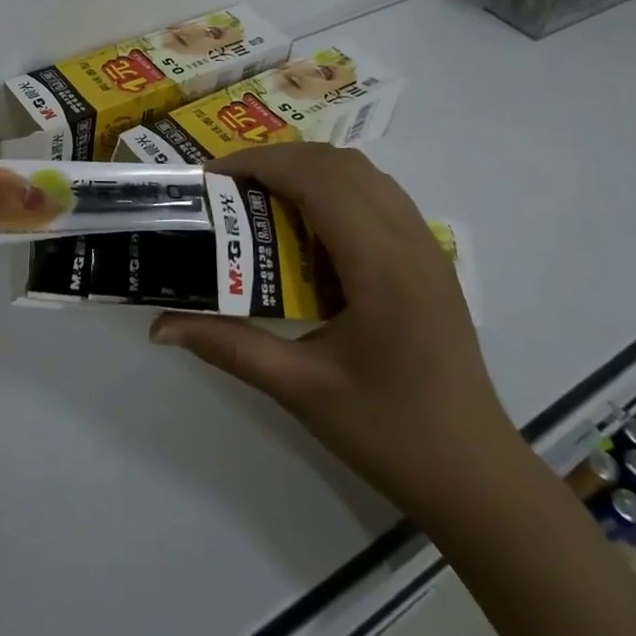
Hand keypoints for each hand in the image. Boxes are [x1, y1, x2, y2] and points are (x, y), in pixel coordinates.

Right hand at [150, 144, 518, 520]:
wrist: (474, 474)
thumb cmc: (389, 432)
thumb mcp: (301, 389)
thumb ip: (229, 346)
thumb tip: (160, 327)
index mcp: (380, 266)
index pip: (317, 180)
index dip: (261, 164)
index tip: (211, 176)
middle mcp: (410, 240)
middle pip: (340, 164)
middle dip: (278, 161)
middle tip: (228, 187)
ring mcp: (427, 247)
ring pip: (365, 174)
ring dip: (309, 171)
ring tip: (261, 199)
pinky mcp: (431, 261)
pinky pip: (380, 197)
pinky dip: (336, 190)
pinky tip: (308, 231)